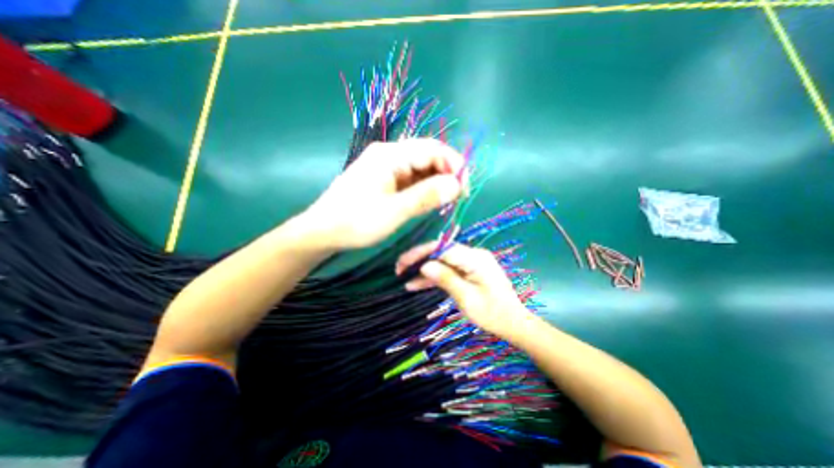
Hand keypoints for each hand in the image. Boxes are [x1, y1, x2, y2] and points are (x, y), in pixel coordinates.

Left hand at [304, 137, 465, 249]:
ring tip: (445, 202)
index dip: (454, 165)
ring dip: (435, 182)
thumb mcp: (394, 211)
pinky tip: (428, 200)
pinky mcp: (384, 178)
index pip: (432, 149)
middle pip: (427, 156)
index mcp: (390, 155)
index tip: (465, 189)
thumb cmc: (355, 221)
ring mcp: (386, 166)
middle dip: (446, 174)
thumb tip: (456, 186)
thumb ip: (426, 197)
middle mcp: (389, 154)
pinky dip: (423, 188)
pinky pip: (410, 178)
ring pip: (420, 168)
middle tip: (457, 198)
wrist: (323, 231)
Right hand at [395, 241, 529, 339]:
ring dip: (424, 269)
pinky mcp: (469, 271)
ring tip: (404, 278)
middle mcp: (473, 255)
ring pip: (442, 262)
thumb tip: (424, 266)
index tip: (402, 262)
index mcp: (475, 258)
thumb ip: (446, 279)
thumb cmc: (493, 314)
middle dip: (419, 259)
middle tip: (399, 269)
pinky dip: (434, 277)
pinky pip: (449, 270)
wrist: (514, 323)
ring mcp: (471, 263)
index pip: (442, 249)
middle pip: (440, 252)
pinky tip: (417, 284)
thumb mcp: (467, 299)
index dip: (420, 253)